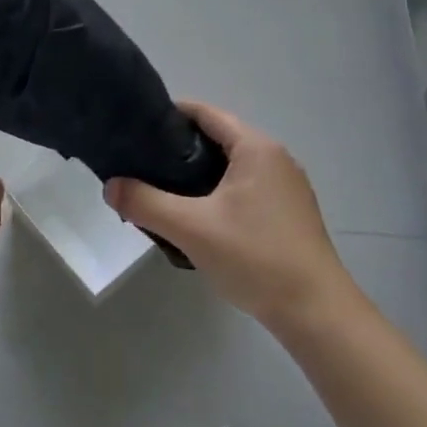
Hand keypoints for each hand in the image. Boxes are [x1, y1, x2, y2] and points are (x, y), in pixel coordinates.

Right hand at [105, 102, 363, 336]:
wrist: (316, 312)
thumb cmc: (255, 257)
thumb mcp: (190, 228)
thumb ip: (145, 202)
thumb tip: (110, 186)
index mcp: (256, 148)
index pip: (206, 113)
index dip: (170, 115)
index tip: (137, 129)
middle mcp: (275, 158)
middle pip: (218, 138)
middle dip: (179, 149)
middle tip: (143, 166)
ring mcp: (287, 187)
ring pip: (231, 167)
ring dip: (198, 175)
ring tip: (163, 193)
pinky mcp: (290, 213)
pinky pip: (245, 189)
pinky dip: (218, 193)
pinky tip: (199, 219)